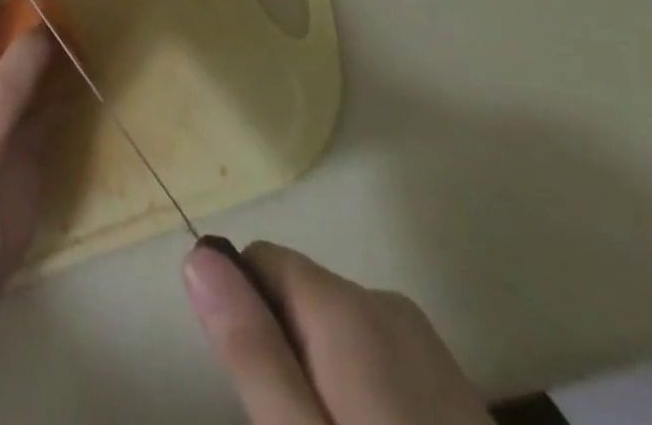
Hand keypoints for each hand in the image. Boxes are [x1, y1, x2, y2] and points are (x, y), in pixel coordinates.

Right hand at [182, 241, 490, 424]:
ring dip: (322, 376)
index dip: (246, 315)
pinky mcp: (455, 387)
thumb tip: (196, 256)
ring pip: (337, 329)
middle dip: (285, 352)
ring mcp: (429, 347)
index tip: (260, 390)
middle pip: (299, 295)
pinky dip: (363, 395)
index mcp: (346, 308)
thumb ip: (250, 348)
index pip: (260, 260)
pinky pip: (379, 358)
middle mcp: (387, 305)